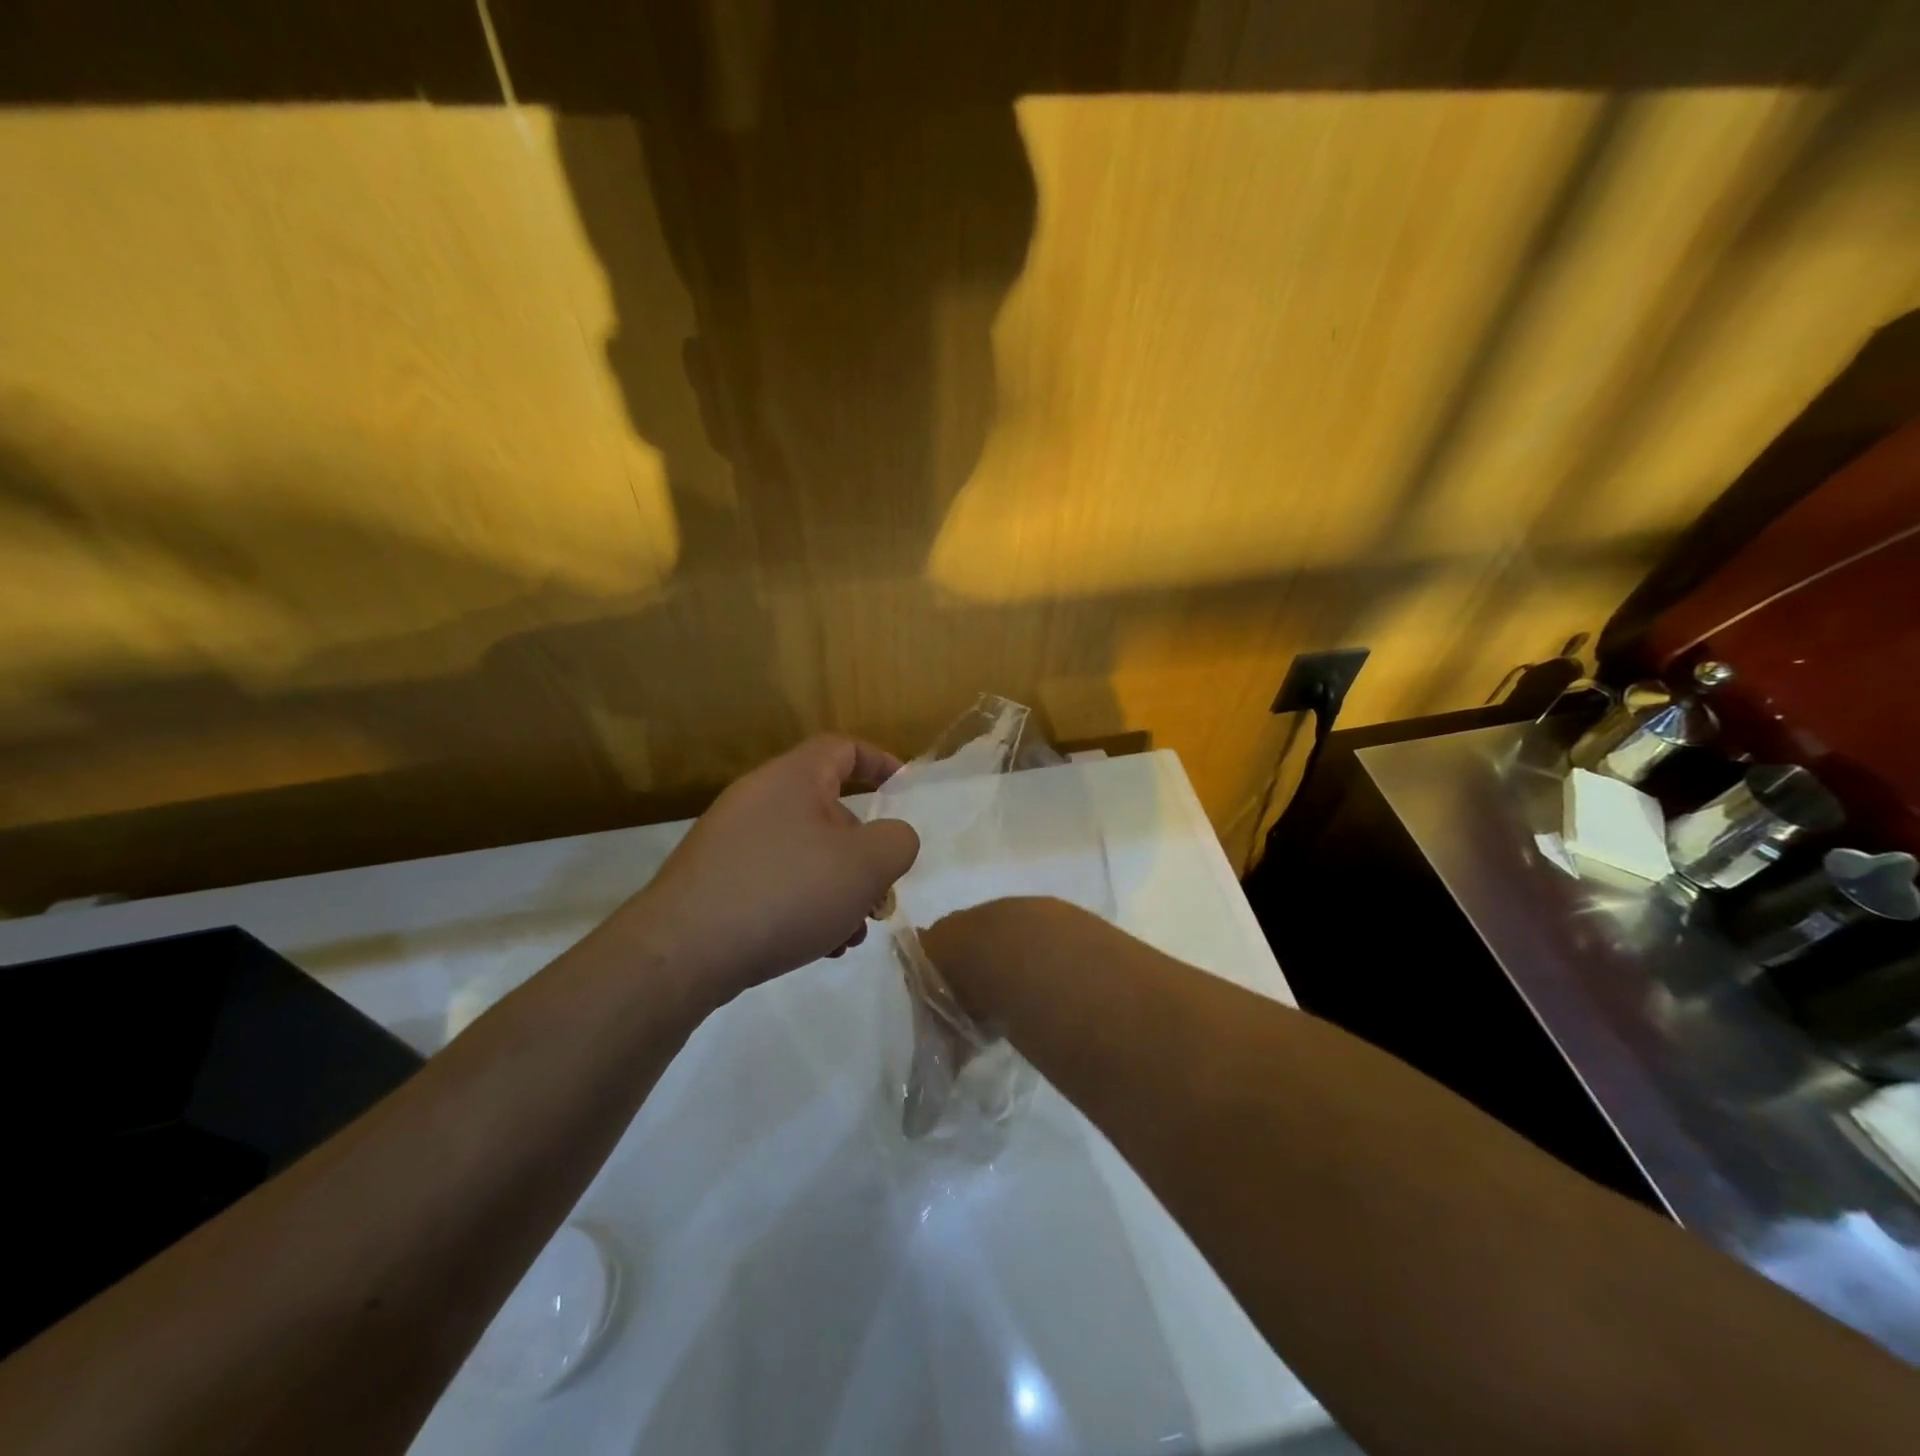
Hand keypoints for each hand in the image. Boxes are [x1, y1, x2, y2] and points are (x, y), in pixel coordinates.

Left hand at [624, 735, 919, 1005]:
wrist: (682, 952)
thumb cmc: (786, 892)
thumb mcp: (865, 866)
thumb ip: (897, 842)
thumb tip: (893, 839)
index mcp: (793, 779)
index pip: (842, 748)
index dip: (879, 762)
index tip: (904, 789)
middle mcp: (758, 800)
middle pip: (827, 811)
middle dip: (862, 853)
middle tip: (878, 895)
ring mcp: (730, 841)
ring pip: (803, 854)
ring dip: (836, 888)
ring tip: (849, 935)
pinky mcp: (714, 880)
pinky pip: (774, 880)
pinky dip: (803, 904)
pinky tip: (814, 947)